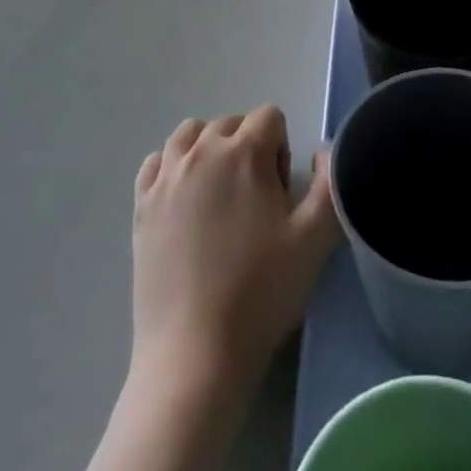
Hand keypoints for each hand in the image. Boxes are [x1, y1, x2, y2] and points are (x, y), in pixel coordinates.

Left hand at [131, 106, 340, 392]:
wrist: (194, 354)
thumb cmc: (260, 292)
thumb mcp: (315, 239)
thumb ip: (330, 183)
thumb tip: (324, 151)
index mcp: (243, 152)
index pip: (270, 117)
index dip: (282, 149)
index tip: (280, 195)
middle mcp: (200, 152)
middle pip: (230, 123)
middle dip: (248, 147)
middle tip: (256, 202)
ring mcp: (165, 178)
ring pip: (190, 134)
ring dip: (209, 150)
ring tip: (220, 195)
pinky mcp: (140, 206)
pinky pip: (156, 163)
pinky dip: (172, 168)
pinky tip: (184, 202)